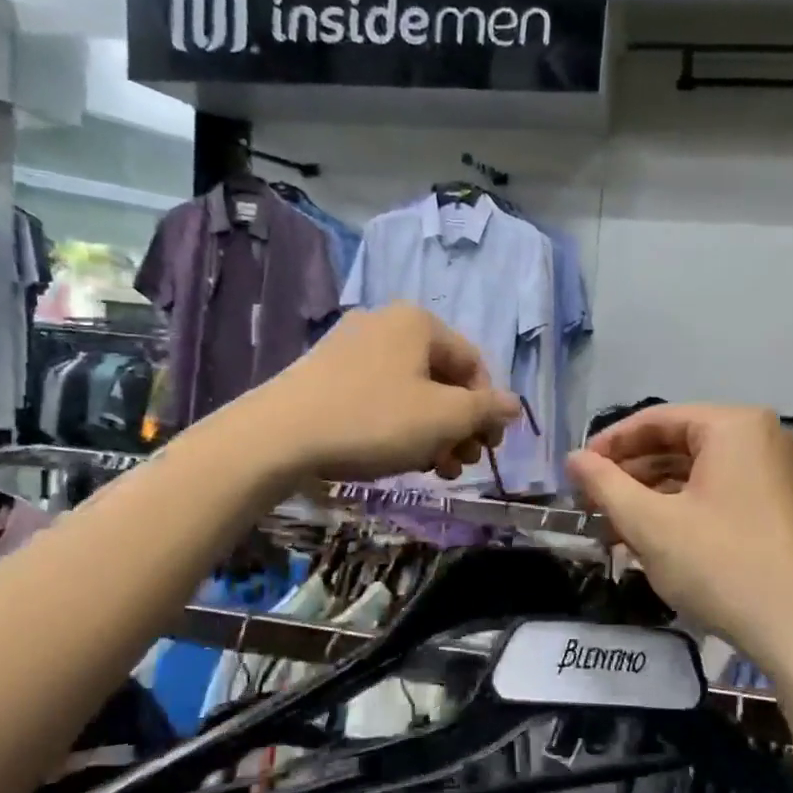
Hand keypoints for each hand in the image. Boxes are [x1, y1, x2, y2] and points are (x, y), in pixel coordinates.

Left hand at [255, 303, 519, 482]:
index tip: (487, 448)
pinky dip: (398, 426)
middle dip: (459, 425)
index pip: (473, 364)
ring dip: (432, 432)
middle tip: (461, 464)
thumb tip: (514, 405)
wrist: (278, 436)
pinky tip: (398, 457)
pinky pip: (379, 397)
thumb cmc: (373, 420)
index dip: (488, 408)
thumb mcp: (443, 418)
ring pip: (411, 391)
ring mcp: (351, 347)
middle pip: (442, 378)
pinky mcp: (326, 373)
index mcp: (418, 323)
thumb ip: (485, 410)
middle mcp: (386, 324)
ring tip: (435, 469)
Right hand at [566, 404, 792, 663]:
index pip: (656, 419)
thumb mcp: (651, 524)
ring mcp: (781, 476)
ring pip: (699, 474)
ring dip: (653, 497)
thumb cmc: (723, 566)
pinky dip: (685, 511)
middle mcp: (764, 439)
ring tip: (616, 529)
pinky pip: (723, 495)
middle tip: (592, 504)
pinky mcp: (786, 510)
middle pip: (679, 444)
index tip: (576, 473)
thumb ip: (605, 484)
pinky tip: (656, 542)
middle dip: (630, 475)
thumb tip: (573, 458)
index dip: (609, 444)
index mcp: (735, 427)